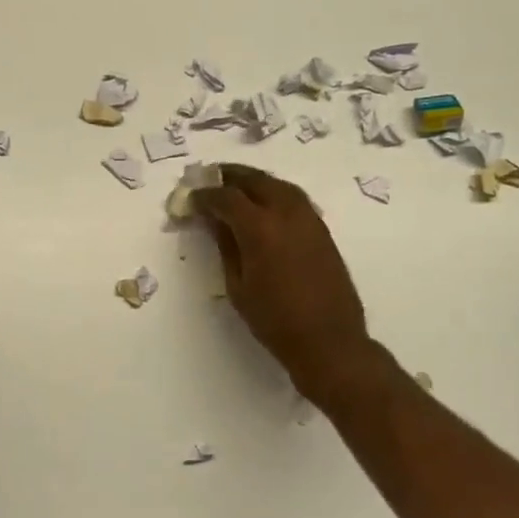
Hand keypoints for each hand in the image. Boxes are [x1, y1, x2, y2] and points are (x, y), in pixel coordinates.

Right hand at [194, 165, 373, 399]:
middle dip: (230, 177)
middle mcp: (287, 214)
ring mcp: (309, 219)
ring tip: (236, 186)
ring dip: (255, 181)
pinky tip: (264, 205)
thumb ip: (226, 247)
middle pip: (255, 180)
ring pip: (278, 185)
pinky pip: (294, 199)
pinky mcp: (322, 230)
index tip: (190, 199)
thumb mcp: (238, 286)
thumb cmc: (274, 320)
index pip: (226, 198)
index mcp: (261, 228)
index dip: (205, 195)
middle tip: (210, 179)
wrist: (328, 340)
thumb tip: (214, 222)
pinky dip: (274, 193)